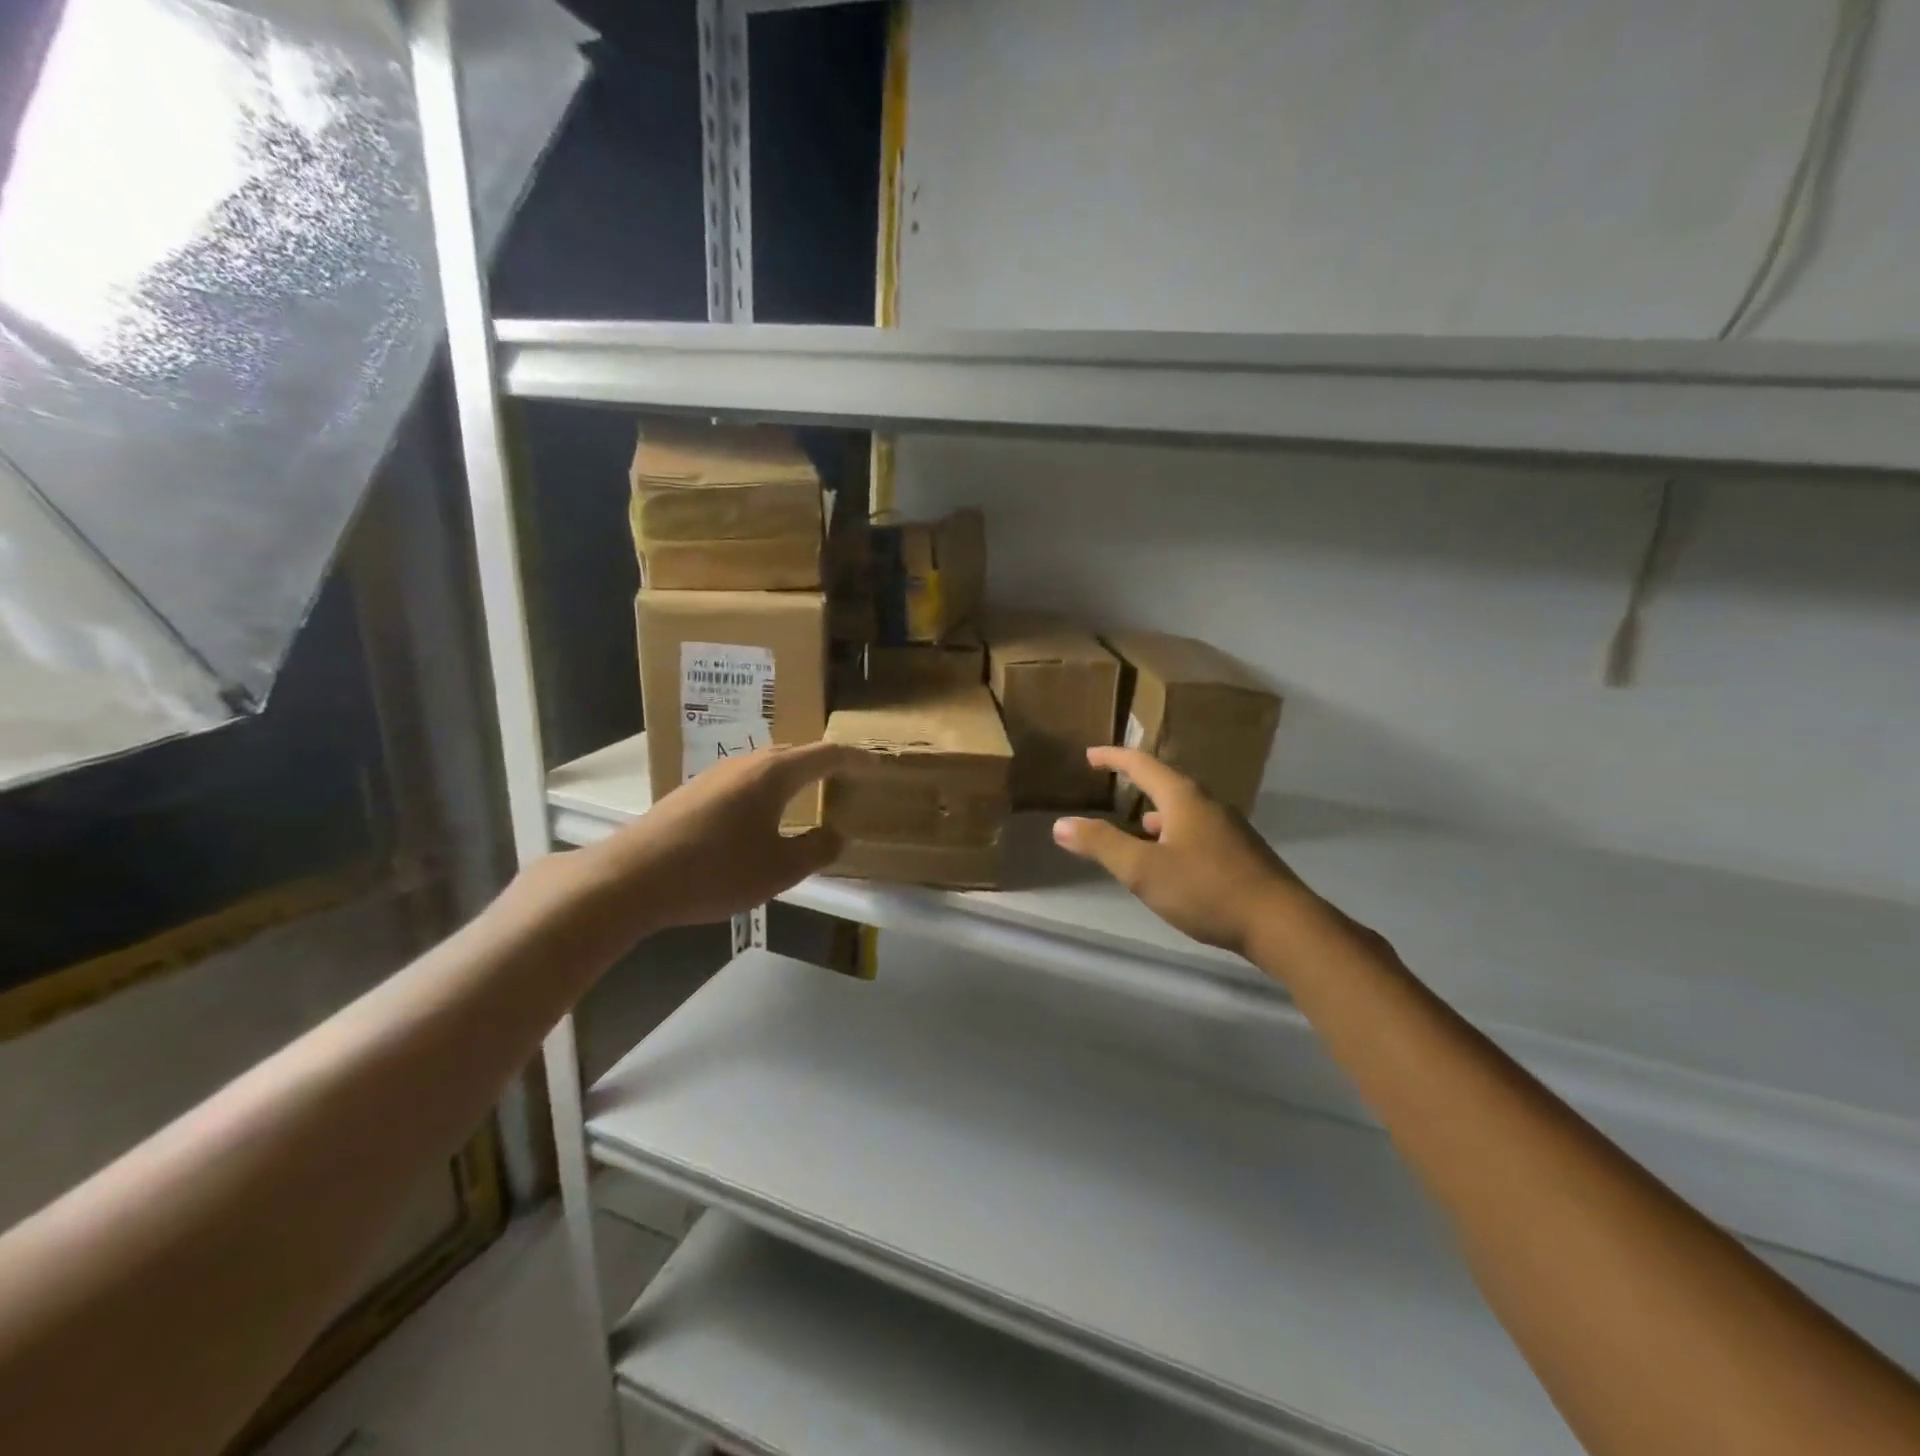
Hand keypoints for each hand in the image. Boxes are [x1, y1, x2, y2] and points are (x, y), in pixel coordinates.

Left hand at [586, 740, 864, 931]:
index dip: (856, 759)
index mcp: (773, 774)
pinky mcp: (693, 792)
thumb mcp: (779, 869)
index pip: (826, 755)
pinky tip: (761, 816)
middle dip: (825, 764)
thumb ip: (816, 849)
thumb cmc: (715, 871)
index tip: (877, 765)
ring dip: (794, 776)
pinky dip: (768, 789)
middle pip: (796, 753)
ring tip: (809, 796)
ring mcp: (715, 774)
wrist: (631, 878)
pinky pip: (745, 780)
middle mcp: (746, 763)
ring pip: (767, 766)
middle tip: (846, 779)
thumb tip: (836, 834)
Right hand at [1053, 747, 1312, 958]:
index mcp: (1183, 798)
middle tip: (1114, 783)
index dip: (1114, 758)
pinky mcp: (1241, 852)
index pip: (1142, 765)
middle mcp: (1208, 804)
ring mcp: (1229, 828)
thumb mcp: (1144, 870)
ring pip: (1184, 808)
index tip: (1091, 755)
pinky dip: (1175, 832)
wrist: (1281, 923)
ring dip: (1158, 810)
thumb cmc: (1206, 890)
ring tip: (1139, 823)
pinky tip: (1173, 856)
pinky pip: (1198, 829)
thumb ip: (1102, 845)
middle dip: (1137, 781)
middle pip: (1167, 782)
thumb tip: (1061, 824)